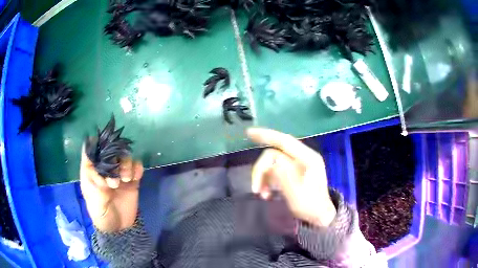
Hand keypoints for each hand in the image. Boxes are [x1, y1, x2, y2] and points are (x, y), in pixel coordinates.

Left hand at [80, 146, 143, 232]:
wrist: (120, 229)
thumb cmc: (103, 216)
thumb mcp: (97, 206)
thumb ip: (99, 190)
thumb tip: (106, 176)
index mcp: (91, 173)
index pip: (89, 154)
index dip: (95, 151)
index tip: (102, 157)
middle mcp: (104, 170)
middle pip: (109, 152)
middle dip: (113, 159)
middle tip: (116, 178)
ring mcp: (118, 174)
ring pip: (123, 157)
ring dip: (126, 164)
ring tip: (126, 179)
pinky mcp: (131, 180)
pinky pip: (136, 167)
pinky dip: (137, 168)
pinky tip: (136, 177)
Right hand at [248, 128, 335, 226]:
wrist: (319, 217)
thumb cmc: (311, 207)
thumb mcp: (297, 194)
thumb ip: (285, 175)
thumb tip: (272, 161)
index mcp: (308, 158)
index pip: (284, 141)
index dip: (266, 135)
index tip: (248, 133)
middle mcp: (302, 158)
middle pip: (274, 154)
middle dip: (261, 170)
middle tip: (255, 189)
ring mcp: (297, 166)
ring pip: (272, 164)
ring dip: (263, 177)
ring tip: (261, 194)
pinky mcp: (293, 173)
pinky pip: (275, 172)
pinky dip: (268, 181)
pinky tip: (266, 193)